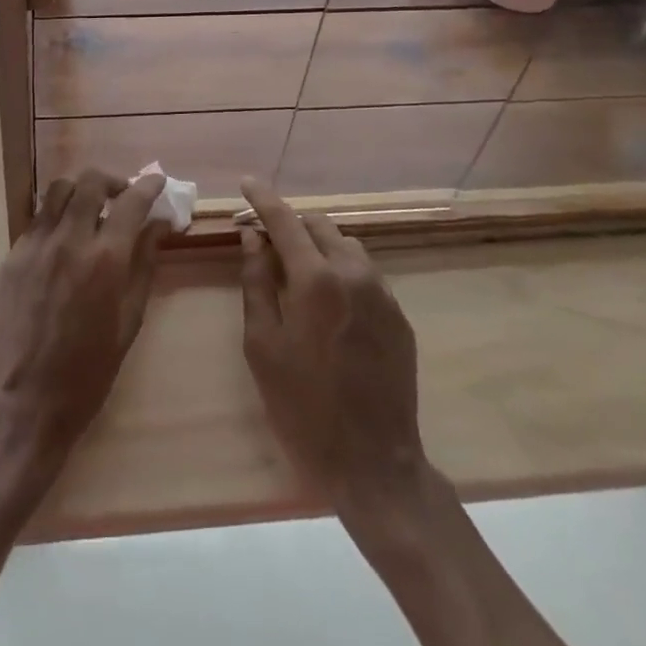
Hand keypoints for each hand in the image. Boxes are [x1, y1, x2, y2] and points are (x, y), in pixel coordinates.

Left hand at [0, 168, 167, 487]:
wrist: (24, 404)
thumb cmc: (88, 373)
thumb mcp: (129, 321)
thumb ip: (144, 265)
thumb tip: (159, 225)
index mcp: (105, 260)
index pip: (131, 202)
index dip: (148, 187)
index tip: (157, 183)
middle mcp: (69, 241)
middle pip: (90, 182)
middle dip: (113, 182)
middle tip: (123, 197)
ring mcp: (35, 245)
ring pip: (59, 191)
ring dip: (81, 191)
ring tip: (92, 210)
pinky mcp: (12, 256)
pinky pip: (38, 218)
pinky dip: (57, 215)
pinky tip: (65, 238)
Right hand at [238, 178, 426, 519]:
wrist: (374, 464)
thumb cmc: (303, 406)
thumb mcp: (262, 344)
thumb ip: (256, 282)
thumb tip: (252, 238)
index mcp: (316, 279)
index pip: (285, 221)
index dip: (263, 198)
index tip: (247, 182)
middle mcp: (354, 273)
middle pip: (319, 225)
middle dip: (290, 222)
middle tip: (264, 238)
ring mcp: (383, 293)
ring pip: (346, 244)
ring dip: (318, 244)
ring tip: (296, 268)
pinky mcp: (399, 315)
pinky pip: (365, 272)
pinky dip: (340, 268)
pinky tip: (327, 300)